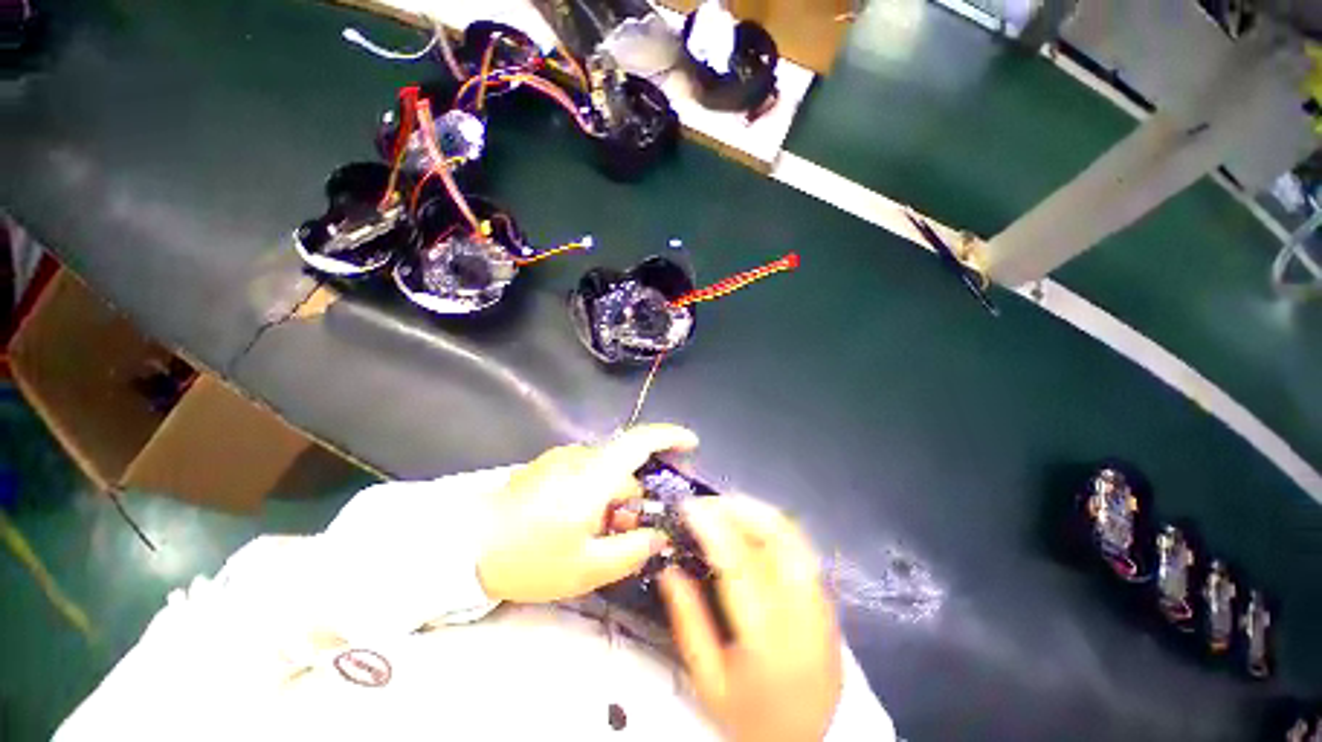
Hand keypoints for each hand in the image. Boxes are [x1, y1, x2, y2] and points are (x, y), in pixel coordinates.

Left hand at [477, 424, 699, 602]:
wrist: (466, 545)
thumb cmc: (529, 558)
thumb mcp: (587, 568)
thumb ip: (632, 550)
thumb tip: (659, 535)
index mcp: (594, 476)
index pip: (640, 442)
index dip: (670, 437)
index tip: (692, 444)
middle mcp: (581, 458)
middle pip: (625, 470)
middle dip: (633, 500)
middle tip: (625, 536)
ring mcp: (563, 459)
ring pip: (605, 474)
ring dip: (611, 501)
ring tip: (593, 537)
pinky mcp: (550, 465)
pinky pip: (586, 474)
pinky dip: (594, 495)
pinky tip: (575, 524)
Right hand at [660, 496, 841, 741]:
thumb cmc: (751, 719)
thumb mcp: (707, 680)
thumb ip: (687, 620)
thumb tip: (668, 567)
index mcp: (767, 636)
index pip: (738, 561)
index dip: (711, 525)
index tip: (688, 506)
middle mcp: (802, 611)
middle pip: (776, 536)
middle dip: (738, 508)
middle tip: (707, 503)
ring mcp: (822, 603)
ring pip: (793, 535)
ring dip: (757, 511)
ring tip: (725, 507)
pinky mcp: (828, 601)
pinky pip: (801, 548)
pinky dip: (773, 526)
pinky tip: (751, 526)